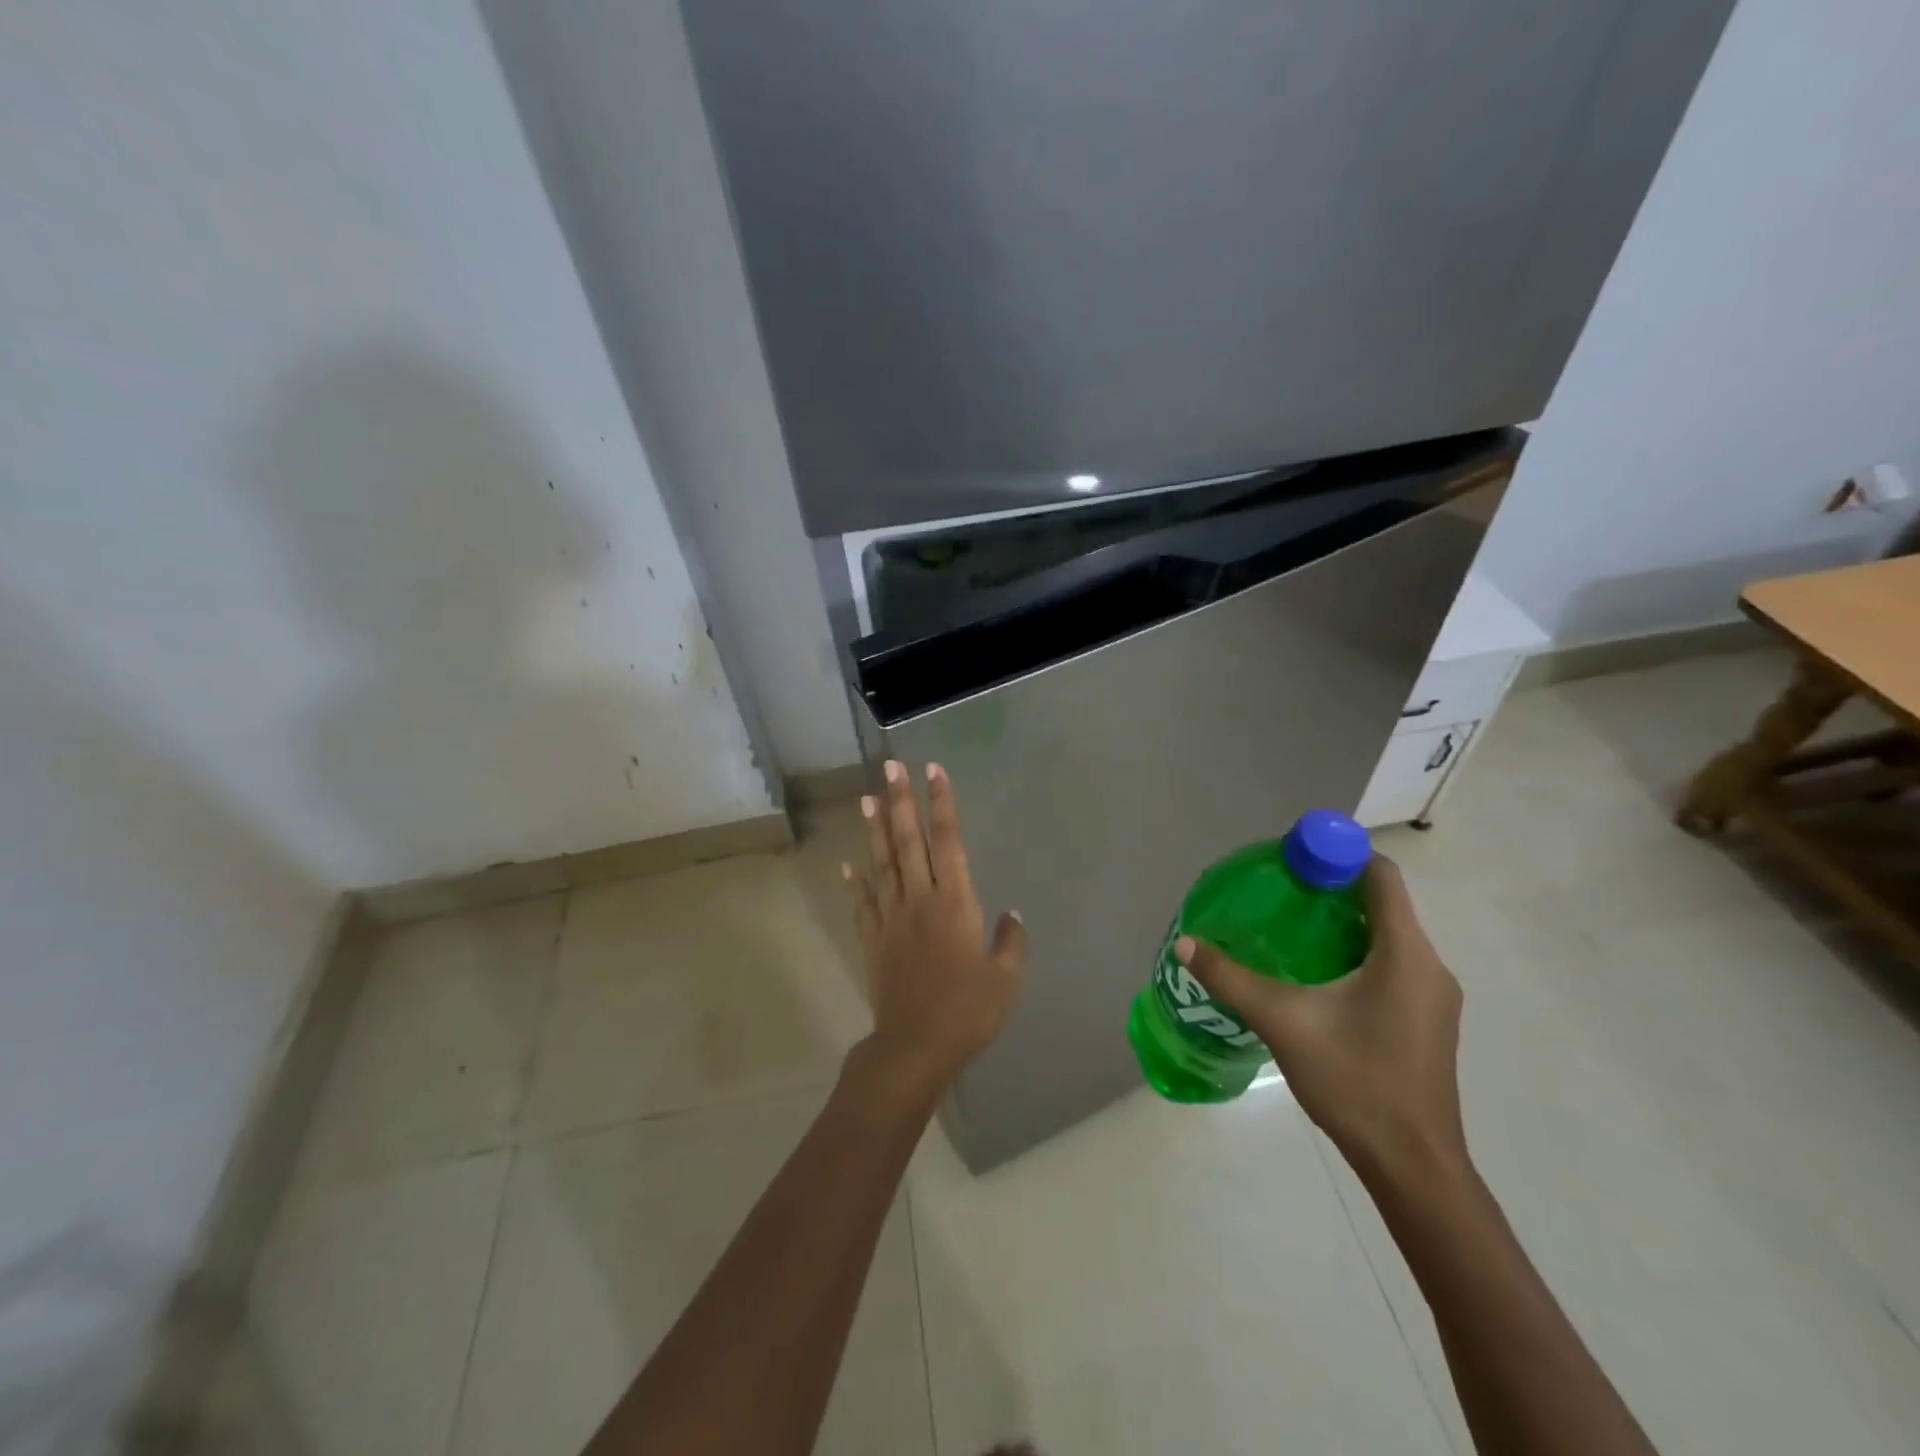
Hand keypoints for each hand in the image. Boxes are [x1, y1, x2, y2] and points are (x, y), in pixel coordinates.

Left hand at [844, 760, 1025, 1097]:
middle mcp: (919, 900)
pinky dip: (855, 883)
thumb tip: (1012, 914)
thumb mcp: (1005, 979)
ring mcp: (891, 918)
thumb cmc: (967, 1012)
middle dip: (901, 801)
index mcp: (954, 903)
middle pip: (907, 841)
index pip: (947, 841)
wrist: (914, 1048)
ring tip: (869, 798)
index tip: (933, 771)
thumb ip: (1011, 942)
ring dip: (875, 829)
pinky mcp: (874, 940)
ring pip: (882, 864)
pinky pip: (863, 904)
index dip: (941, 804)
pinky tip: (848, 865)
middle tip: (891, 767)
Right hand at [1178, 856, 1466, 1182]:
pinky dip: (1357, 953)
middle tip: (1280, 891)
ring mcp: (1433, 997)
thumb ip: (1231, 978)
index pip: (1380, 875)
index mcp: (1405, 953)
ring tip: (1291, 928)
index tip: (1294, 858)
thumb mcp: (1283, 1022)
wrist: (1413, 1166)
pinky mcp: (1427, 1022)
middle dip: (1332, 889)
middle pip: (1383, 903)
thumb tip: (1186, 943)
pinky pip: (1393, 965)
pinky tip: (1317, 976)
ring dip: (1343, 923)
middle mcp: (1429, 966)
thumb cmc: (1355, 1082)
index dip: (1338, 854)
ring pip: (1388, 937)